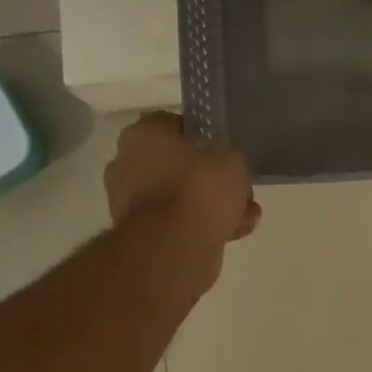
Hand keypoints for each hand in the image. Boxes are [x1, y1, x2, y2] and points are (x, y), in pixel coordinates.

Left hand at [105, 112, 260, 246]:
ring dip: (210, 206)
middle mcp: (127, 163)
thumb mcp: (232, 160)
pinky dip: (201, 226)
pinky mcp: (138, 233)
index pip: (174, 125)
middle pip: (177, 164)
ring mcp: (128, 201)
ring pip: (179, 196)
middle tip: (237, 189)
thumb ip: (228, 159)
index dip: (204, 137)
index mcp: (142, 134)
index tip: (224, 152)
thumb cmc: (199, 187)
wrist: (174, 246)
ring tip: (244, 217)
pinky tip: (233, 233)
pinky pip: (176, 222)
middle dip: (209, 179)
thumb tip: (224, 170)